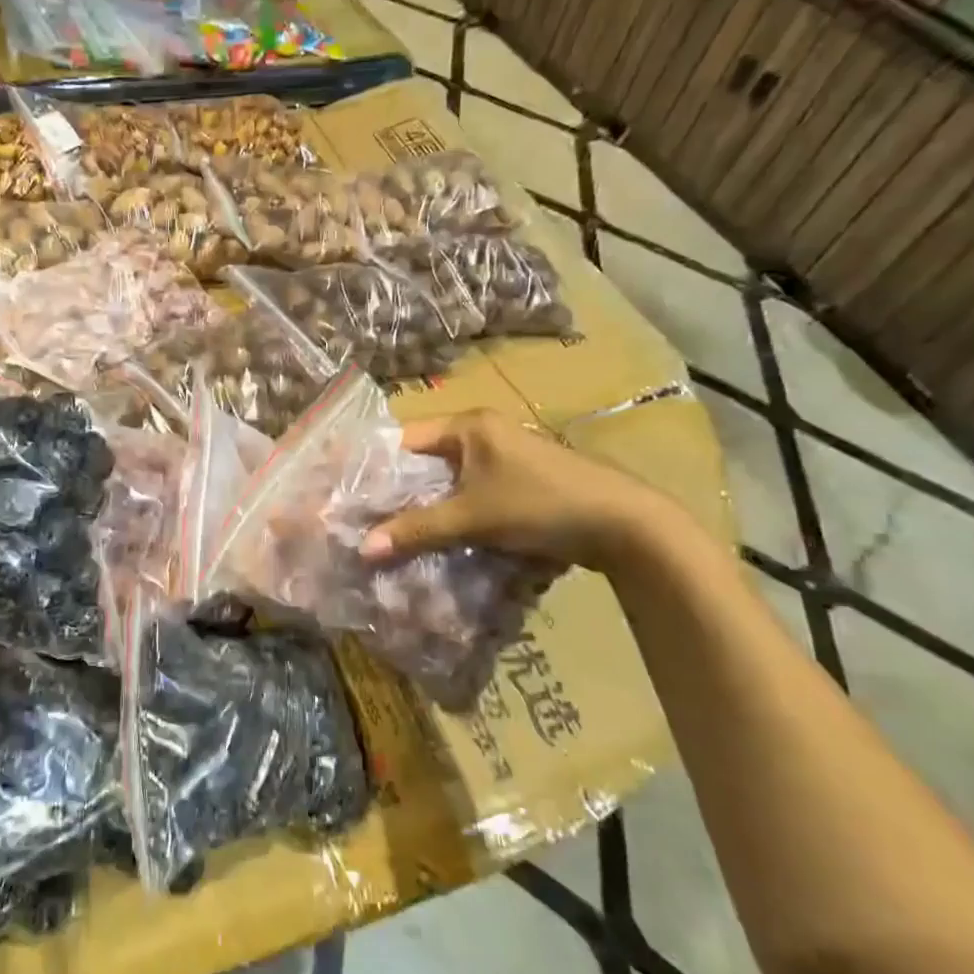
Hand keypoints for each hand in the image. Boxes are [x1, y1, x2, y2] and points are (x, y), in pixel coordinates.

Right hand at [359, 410, 671, 571]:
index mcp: (469, 425)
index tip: (348, 493)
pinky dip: (451, 512)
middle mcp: (483, 433)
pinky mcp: (518, 482)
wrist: (625, 525)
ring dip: (424, 506)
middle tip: (364, 518)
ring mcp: (503, 457)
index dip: (375, 466)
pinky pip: (469, 493)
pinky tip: (435, 537)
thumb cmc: (541, 504)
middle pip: (424, 460)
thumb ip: (416, 530)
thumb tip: (362, 548)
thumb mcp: (472, 517)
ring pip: (446, 480)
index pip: (404, 439)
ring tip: (392, 532)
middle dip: (397, 490)